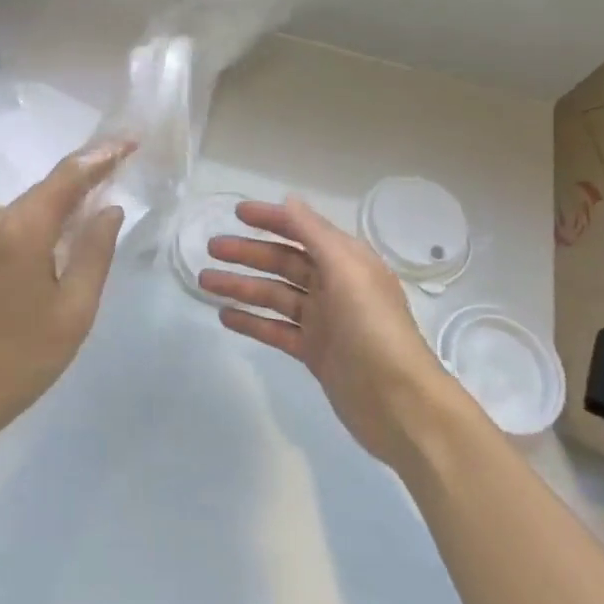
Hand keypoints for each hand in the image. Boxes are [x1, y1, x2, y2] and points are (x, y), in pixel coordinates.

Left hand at [0, 143, 133, 433]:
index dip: (101, 156)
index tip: (130, 142)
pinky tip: (64, 230)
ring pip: (30, 205)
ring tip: (101, 192)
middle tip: (122, 162)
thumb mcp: (74, 308)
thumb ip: (95, 252)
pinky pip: (15, 224)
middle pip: (47, 187)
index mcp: (23, 229)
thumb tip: (109, 210)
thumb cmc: (24, 355)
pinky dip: (45, 218)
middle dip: (86, 172)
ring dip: (65, 197)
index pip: (68, 177)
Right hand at [201, 198, 457, 467]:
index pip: (303, 231)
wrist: (398, 402)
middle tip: (211, 248)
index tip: (238, 212)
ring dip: (241, 286)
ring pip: (274, 295)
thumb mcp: (347, 271)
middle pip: (284, 262)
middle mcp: (335, 286)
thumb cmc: (373, 328)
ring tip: (205, 281)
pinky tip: (224, 316)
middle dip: (248, 253)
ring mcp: (323, 321)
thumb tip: (289, 201)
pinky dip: (251, 321)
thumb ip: (315, 234)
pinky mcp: (314, 352)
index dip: (272, 219)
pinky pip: (275, 329)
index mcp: (347, 261)